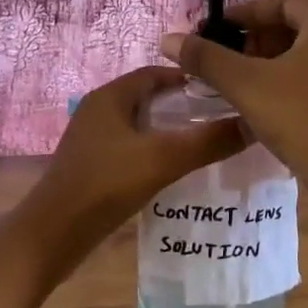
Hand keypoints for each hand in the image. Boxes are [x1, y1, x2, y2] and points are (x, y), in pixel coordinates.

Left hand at [12, 65, 247, 275]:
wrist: (53, 234)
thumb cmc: (105, 185)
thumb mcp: (162, 159)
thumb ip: (208, 141)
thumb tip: (253, 123)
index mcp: (110, 97)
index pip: (156, 73)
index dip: (190, 79)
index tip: (224, 92)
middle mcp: (99, 111)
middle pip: (149, 99)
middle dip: (184, 107)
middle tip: (222, 120)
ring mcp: (93, 140)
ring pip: (140, 126)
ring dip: (170, 132)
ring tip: (207, 145)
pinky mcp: (92, 165)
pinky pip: (131, 149)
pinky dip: (154, 153)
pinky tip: (176, 171)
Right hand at [159, 0, 307, 252]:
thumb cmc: (299, 116)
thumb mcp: (245, 84)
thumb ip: (206, 58)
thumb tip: (169, 39)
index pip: (280, 2)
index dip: (244, 14)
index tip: (216, 33)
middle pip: (295, 27)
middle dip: (256, 41)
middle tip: (227, 61)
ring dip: (272, 64)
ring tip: (243, 86)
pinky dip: (292, 84)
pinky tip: (270, 108)